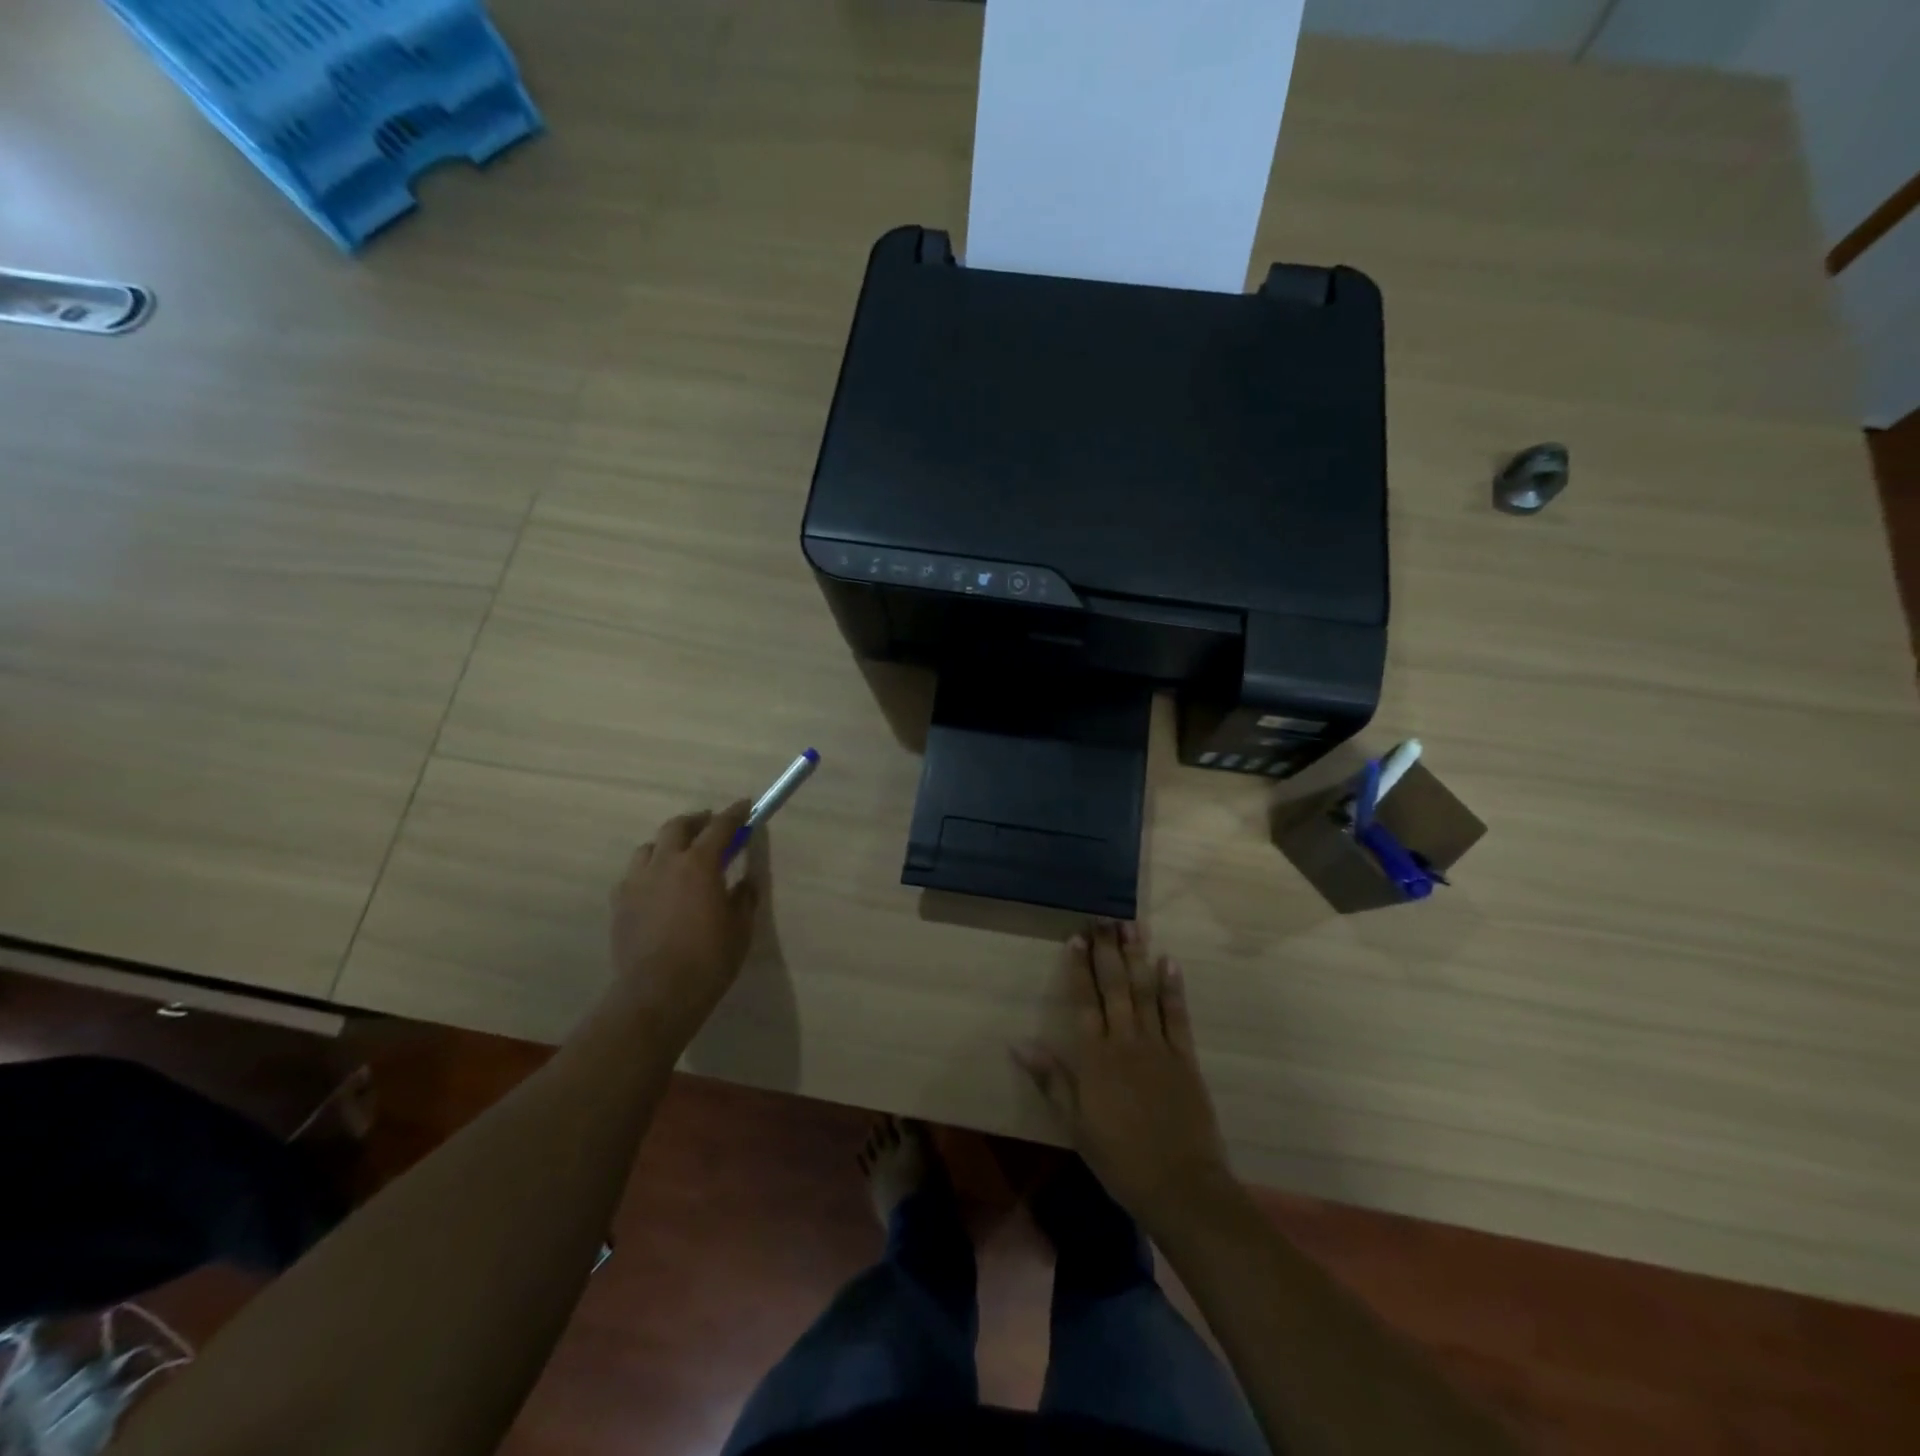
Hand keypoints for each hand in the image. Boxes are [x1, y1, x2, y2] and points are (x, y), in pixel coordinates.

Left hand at [610, 802, 759, 1043]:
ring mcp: (637, 881)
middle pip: (677, 827)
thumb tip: (743, 883)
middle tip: (710, 825)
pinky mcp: (619, 903)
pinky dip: (649, 870)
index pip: (720, 827)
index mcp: (699, 864)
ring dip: (667, 844)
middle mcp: (665, 863)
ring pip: (649, 847)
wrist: (657, 993)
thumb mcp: (740, 928)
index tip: (745, 805)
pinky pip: (633, 874)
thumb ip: (743, 898)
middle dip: (696, 821)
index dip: (734, 814)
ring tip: (679, 855)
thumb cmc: (709, 959)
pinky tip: (657, 886)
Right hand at [1014, 921, 1235, 1236]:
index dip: (1078, 968)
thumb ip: (1051, 1079)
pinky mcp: (1185, 1057)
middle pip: (1114, 987)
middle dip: (1107, 950)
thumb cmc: (1119, 1159)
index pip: (1083, 1001)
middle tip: (1102, 918)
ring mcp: (1158, 1046)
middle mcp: (1125, 1041)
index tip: (1075, 937)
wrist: (1180, 1185)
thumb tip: (1018, 1043)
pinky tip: (1169, 961)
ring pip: (1145, 991)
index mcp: (1095, 1058)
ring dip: (1138, 957)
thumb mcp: (1075, 1124)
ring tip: (1132, 926)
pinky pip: (1177, 1015)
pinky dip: (1173, 987)